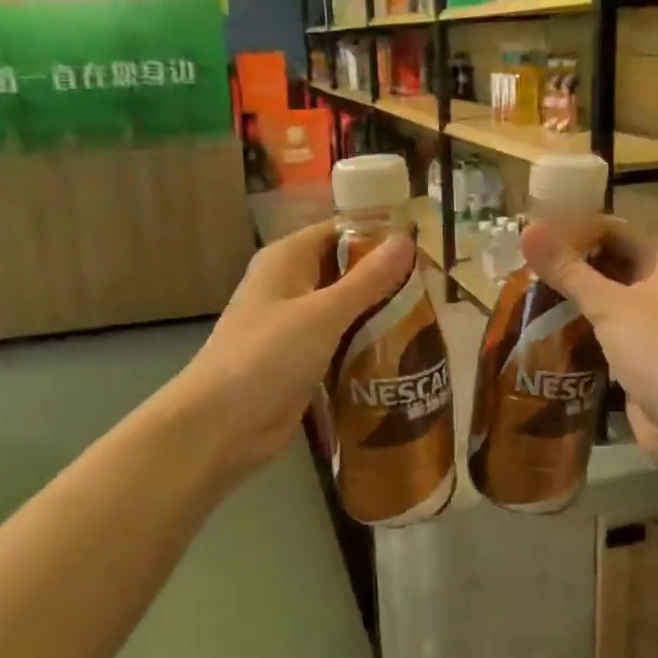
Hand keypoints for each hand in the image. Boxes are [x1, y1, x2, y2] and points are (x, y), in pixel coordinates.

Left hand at [172, 221, 415, 473]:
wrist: (221, 426)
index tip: (426, 246)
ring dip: (380, 314)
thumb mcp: (323, 313)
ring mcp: (295, 325)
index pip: (340, 231)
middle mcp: (291, 285)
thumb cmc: (268, 356)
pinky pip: (341, 342)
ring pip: (346, 310)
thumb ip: (368, 279)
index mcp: (287, 259)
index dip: (380, 236)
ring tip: (431, 318)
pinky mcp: (302, 360)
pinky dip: (366, 344)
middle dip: (387, 279)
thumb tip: (405, 239)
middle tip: (436, 288)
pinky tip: (404, 352)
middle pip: (346, 271)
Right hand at [521, 220, 657, 478]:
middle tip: (515, 268)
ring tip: (519, 294)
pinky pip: (601, 330)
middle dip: (564, 266)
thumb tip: (527, 228)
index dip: (567, 231)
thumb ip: (567, 269)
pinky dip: (576, 327)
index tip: (523, 238)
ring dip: (567, 298)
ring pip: (601, 298)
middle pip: (604, 262)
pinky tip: (540, 328)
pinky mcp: (638, 352)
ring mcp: (651, 319)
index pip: (608, 230)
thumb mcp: (611, 306)